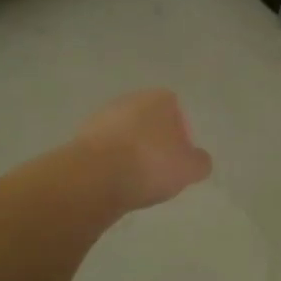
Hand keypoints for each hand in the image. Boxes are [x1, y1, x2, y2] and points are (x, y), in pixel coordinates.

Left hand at [77, 88, 212, 212]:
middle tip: (158, 170)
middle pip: (148, 121)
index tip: (178, 159)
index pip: (176, 111)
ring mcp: (102, 116)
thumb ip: (200, 161)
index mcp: (160, 98)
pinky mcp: (80, 136)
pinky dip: (110, 162)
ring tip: (134, 180)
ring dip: (130, 152)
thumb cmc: (151, 164)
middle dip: (153, 141)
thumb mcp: (190, 168)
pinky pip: (104, 149)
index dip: (179, 135)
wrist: (96, 176)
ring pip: (124, 134)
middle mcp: (130, 99)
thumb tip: (198, 159)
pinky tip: (113, 182)